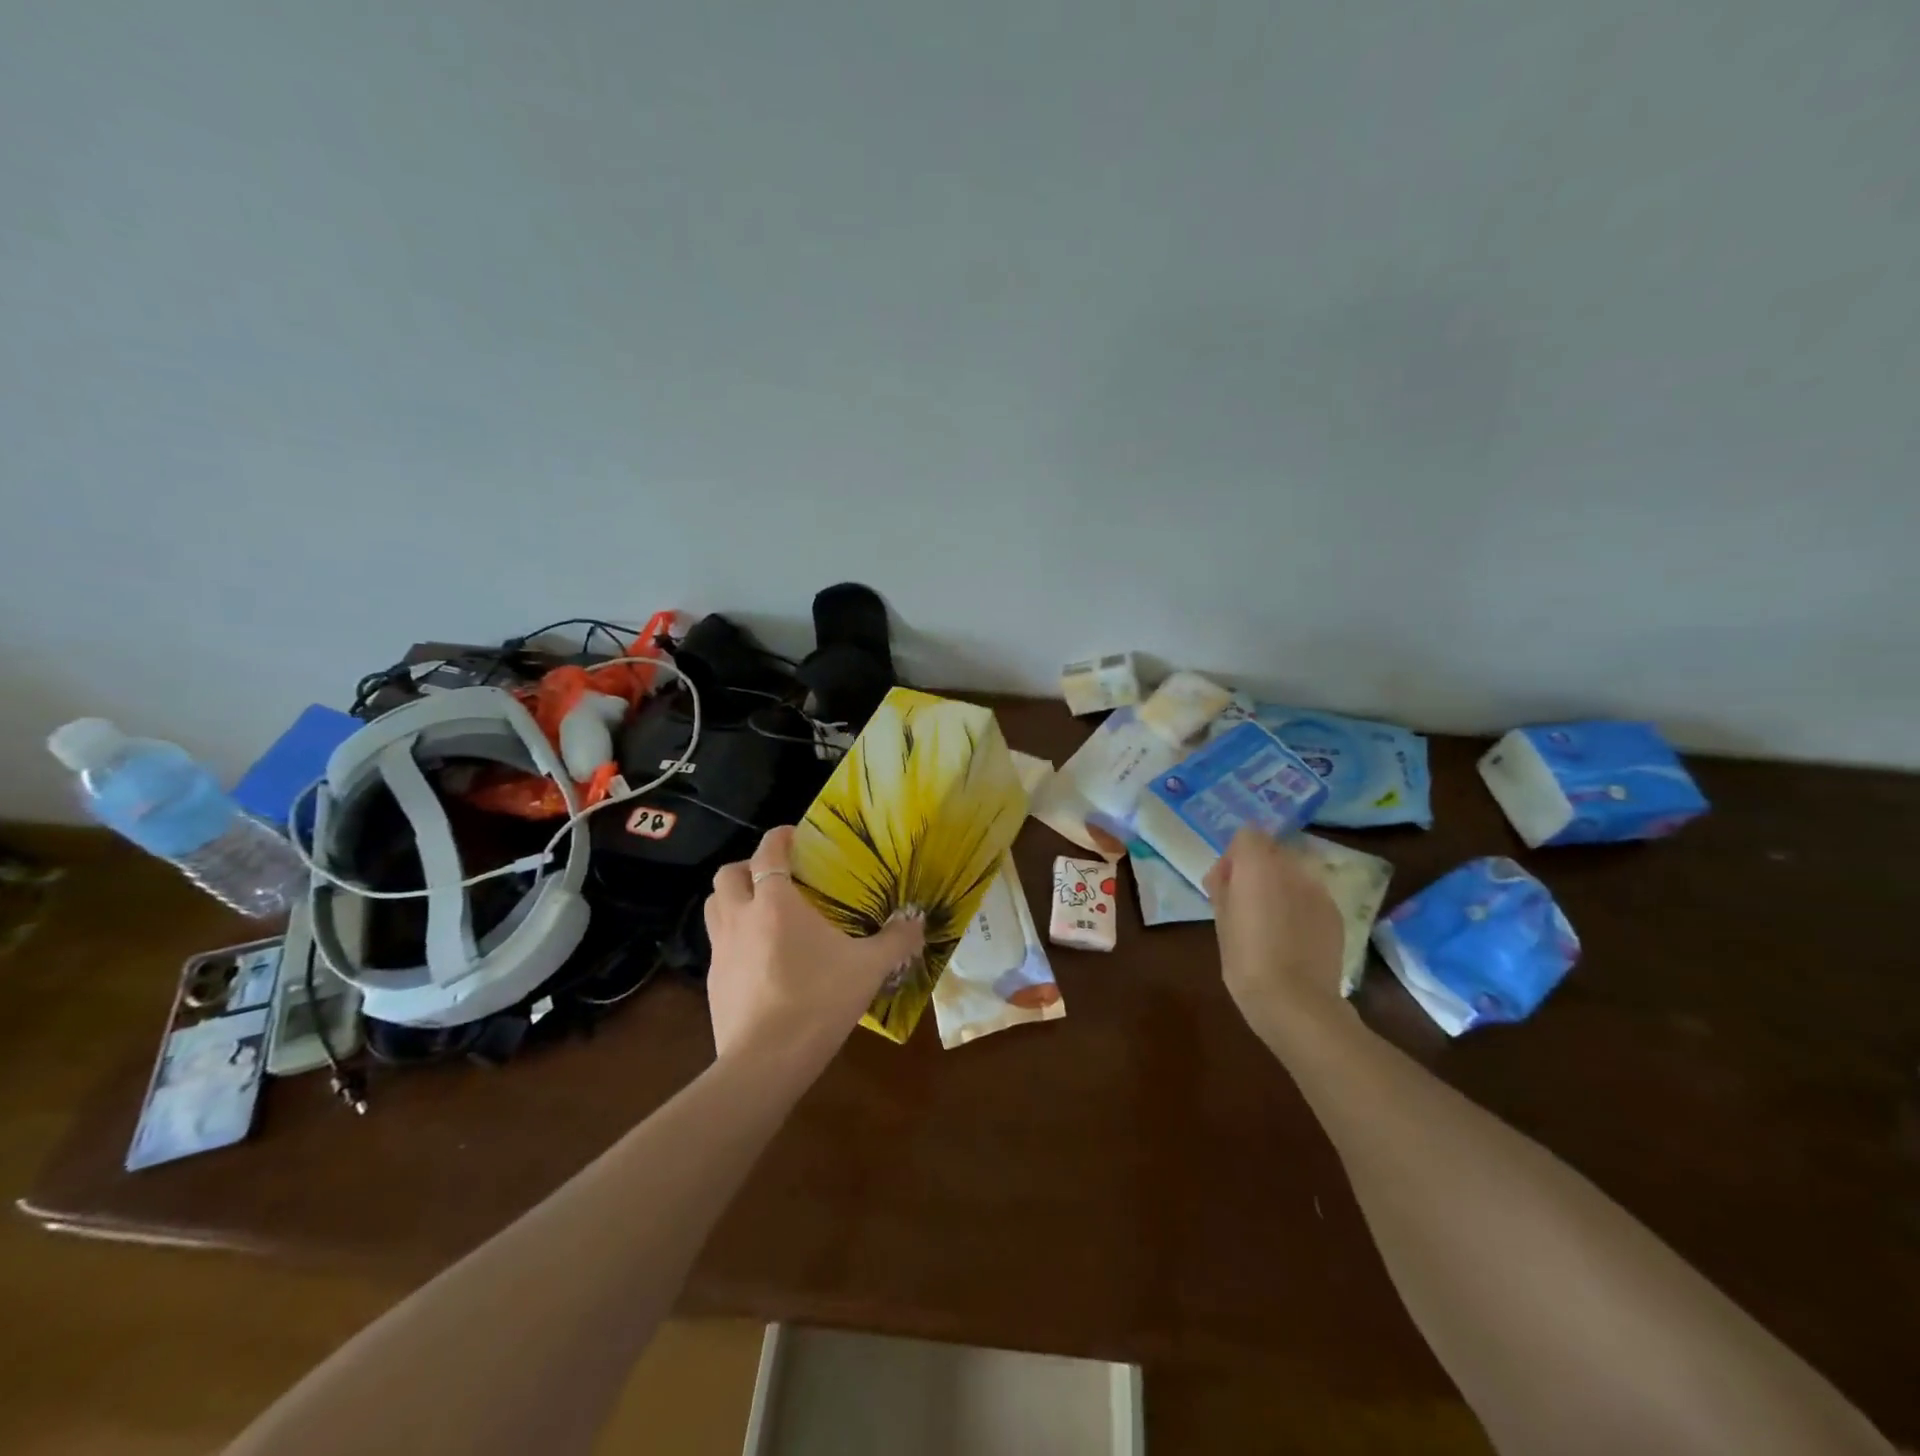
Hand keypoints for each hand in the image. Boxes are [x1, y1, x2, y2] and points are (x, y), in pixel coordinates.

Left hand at [703, 827, 925, 1067]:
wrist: (765, 1062)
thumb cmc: (817, 1001)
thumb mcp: (868, 968)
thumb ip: (896, 940)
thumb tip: (918, 921)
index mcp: (775, 903)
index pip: (768, 852)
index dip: (778, 837)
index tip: (793, 834)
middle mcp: (740, 918)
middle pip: (727, 875)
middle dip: (748, 867)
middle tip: (775, 877)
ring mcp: (721, 951)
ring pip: (714, 908)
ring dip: (733, 900)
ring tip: (761, 912)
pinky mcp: (713, 983)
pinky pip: (718, 946)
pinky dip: (734, 940)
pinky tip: (759, 960)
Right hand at [1203, 829, 1347, 1050]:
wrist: (1295, 1001)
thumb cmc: (1245, 959)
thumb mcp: (1220, 920)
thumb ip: (1223, 886)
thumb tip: (1227, 874)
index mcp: (1258, 865)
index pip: (1247, 835)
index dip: (1235, 856)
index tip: (1227, 884)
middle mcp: (1292, 868)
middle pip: (1272, 851)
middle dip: (1258, 869)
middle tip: (1245, 903)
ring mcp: (1318, 890)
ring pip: (1294, 873)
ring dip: (1280, 886)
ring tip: (1271, 922)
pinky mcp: (1335, 913)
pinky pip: (1311, 896)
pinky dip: (1300, 906)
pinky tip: (1292, 936)